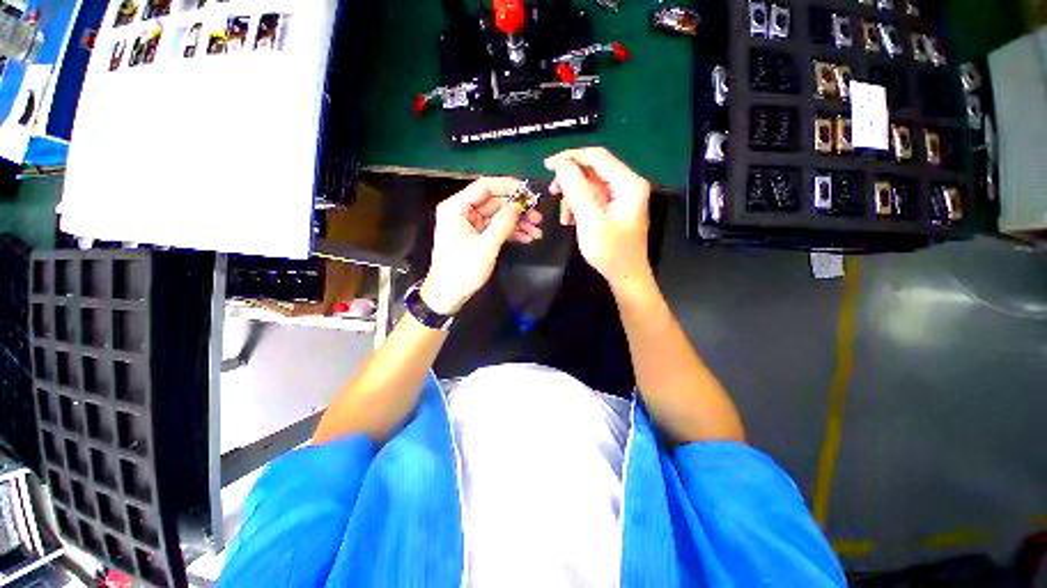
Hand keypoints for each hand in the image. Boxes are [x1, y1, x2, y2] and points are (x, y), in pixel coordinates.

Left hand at [421, 177, 542, 314]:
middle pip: (495, 202)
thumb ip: (504, 223)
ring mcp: (470, 225)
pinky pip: (497, 229)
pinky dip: (512, 233)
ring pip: (498, 216)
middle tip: (538, 216)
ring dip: (518, 223)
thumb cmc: (463, 270)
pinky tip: (528, 238)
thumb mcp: (486, 246)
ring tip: (537, 231)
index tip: (529, 192)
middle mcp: (463, 212)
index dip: (508, 186)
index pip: (485, 186)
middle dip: (517, 210)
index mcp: (457, 208)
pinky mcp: (477, 237)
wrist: (449, 295)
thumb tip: (519, 204)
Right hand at [545, 147, 651, 289]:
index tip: (548, 165)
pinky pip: (592, 199)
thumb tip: (562, 164)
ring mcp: (622, 197)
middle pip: (593, 170)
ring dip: (573, 198)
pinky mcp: (615, 208)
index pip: (597, 157)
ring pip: (590, 185)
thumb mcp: (590, 220)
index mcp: (628, 184)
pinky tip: (571, 221)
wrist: (626, 277)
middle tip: (553, 192)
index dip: (571, 157)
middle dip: (571, 181)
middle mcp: (628, 185)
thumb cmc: (610, 252)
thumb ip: (576, 190)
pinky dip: (579, 207)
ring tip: (565, 218)